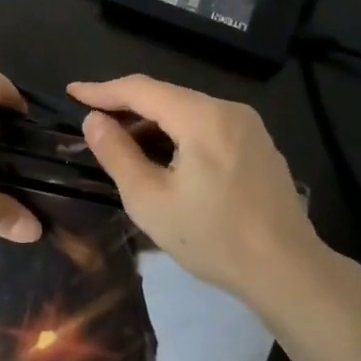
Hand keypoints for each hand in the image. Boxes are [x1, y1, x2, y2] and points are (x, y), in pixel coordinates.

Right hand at [68, 74, 337, 304]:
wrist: (288, 271)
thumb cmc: (213, 238)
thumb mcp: (150, 200)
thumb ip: (117, 154)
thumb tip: (93, 120)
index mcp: (202, 117)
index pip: (141, 89)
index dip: (102, 90)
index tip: (72, 93)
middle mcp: (229, 110)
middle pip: (166, 96)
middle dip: (126, 107)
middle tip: (93, 124)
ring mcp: (249, 126)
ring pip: (187, 111)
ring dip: (152, 123)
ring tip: (122, 144)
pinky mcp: (258, 145)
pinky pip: (208, 126)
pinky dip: (178, 133)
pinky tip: (164, 157)